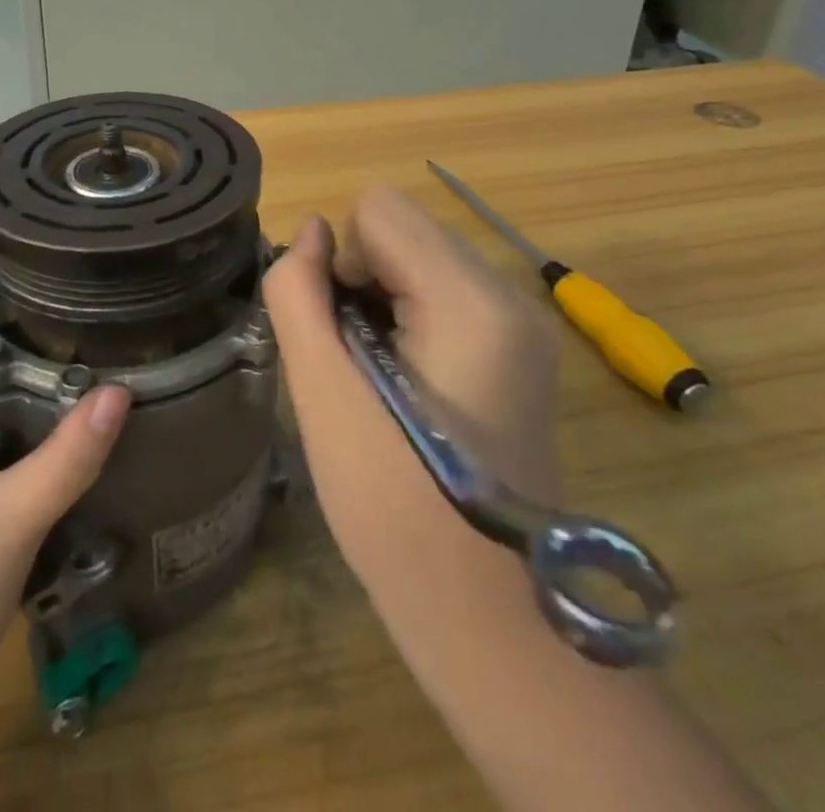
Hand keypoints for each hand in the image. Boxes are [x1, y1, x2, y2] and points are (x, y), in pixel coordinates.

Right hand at [262, 186, 562, 596]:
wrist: (487, 616)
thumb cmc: (394, 506)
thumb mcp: (323, 393)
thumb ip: (300, 292)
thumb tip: (313, 231)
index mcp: (471, 300)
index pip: (379, 209)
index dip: (342, 264)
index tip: (346, 336)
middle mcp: (510, 295)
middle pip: (404, 230)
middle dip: (365, 280)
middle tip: (360, 365)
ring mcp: (525, 323)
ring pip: (422, 258)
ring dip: (385, 300)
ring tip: (382, 379)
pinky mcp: (523, 349)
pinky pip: (446, 292)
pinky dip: (413, 318)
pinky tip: (409, 386)